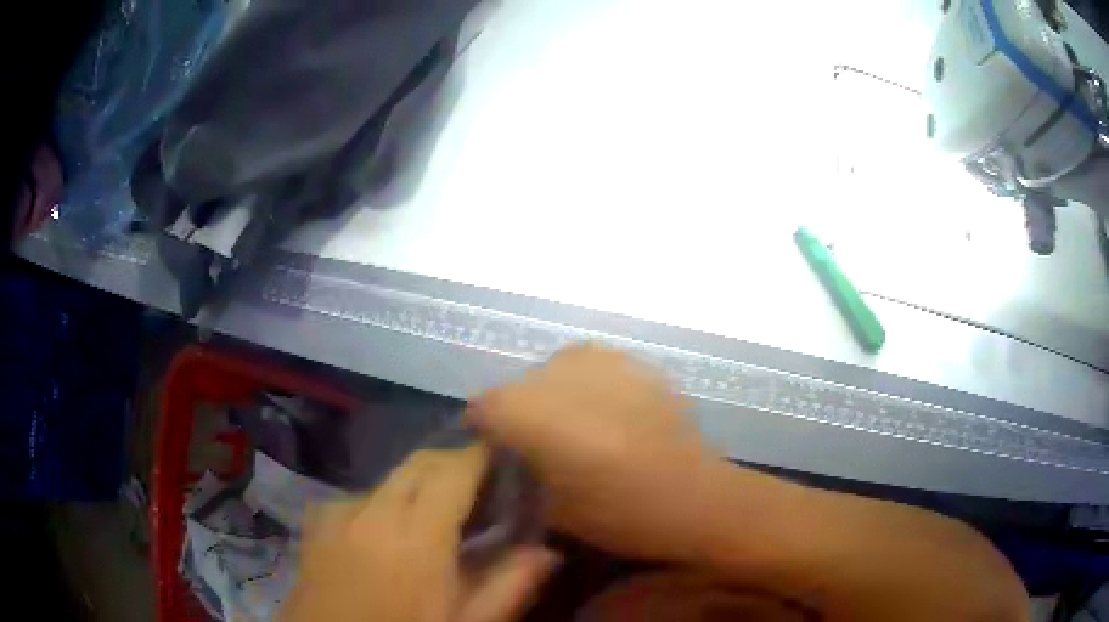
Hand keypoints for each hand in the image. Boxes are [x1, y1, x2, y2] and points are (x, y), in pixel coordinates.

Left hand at [283, 444, 559, 621]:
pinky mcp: (316, 523)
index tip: (507, 458)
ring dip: (420, 485)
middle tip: (483, 489)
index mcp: (415, 537)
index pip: (452, 471)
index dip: (481, 456)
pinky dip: (386, 503)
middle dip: (454, 464)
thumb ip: (509, 585)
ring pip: (390, 479)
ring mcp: (338, 513)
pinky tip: (391, 535)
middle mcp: (372, 511)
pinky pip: (360, 497)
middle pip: (419, 464)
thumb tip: (547, 550)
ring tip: (440, 516)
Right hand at [467, 344, 717, 562]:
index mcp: (529, 409)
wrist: (696, 496)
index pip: (481, 407)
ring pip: (552, 373)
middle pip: (516, 387)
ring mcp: (600, 358)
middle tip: (538, 449)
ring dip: (554, 399)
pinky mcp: (632, 360)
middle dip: (519, 415)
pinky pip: (590, 369)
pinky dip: (587, 390)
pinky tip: (608, 417)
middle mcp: (558, 370)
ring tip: (577, 432)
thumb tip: (506, 452)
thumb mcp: (548, 505)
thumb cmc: (619, 514)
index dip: (483, 432)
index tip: (495, 455)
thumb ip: (517, 471)